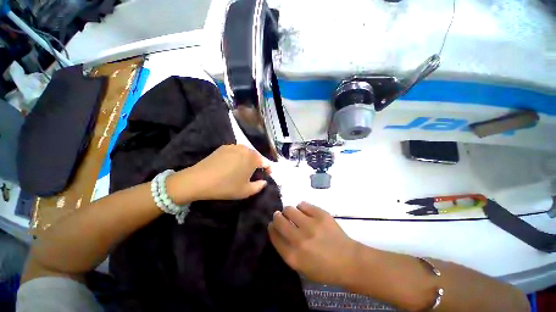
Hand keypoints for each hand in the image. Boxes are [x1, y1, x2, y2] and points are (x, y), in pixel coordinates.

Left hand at [168, 144, 269, 202]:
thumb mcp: (246, 191)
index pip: (266, 162)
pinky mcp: (224, 147)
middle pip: (256, 156)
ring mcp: (234, 146)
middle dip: (257, 165)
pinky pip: (236, 151)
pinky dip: (238, 157)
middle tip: (253, 174)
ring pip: (246, 153)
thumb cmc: (226, 186)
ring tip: (242, 170)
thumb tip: (264, 181)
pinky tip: (231, 165)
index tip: (266, 176)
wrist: (199, 180)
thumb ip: (259, 186)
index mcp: (253, 158)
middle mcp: (245, 149)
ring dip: (248, 160)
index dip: (268, 170)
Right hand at [268, 202, 358, 285]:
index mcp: (293, 256)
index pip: (274, 235)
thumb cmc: (324, 268)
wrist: (349, 261)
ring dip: (288, 210)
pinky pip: (303, 204)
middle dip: (277, 216)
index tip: (272, 224)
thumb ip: (287, 250)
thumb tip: (278, 231)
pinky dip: (301, 207)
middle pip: (279, 220)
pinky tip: (305, 212)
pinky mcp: (320, 214)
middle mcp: (299, 239)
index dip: (271, 227)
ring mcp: (311, 225)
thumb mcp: (301, 267)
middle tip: (280, 215)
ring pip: (289, 209)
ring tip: (294, 214)